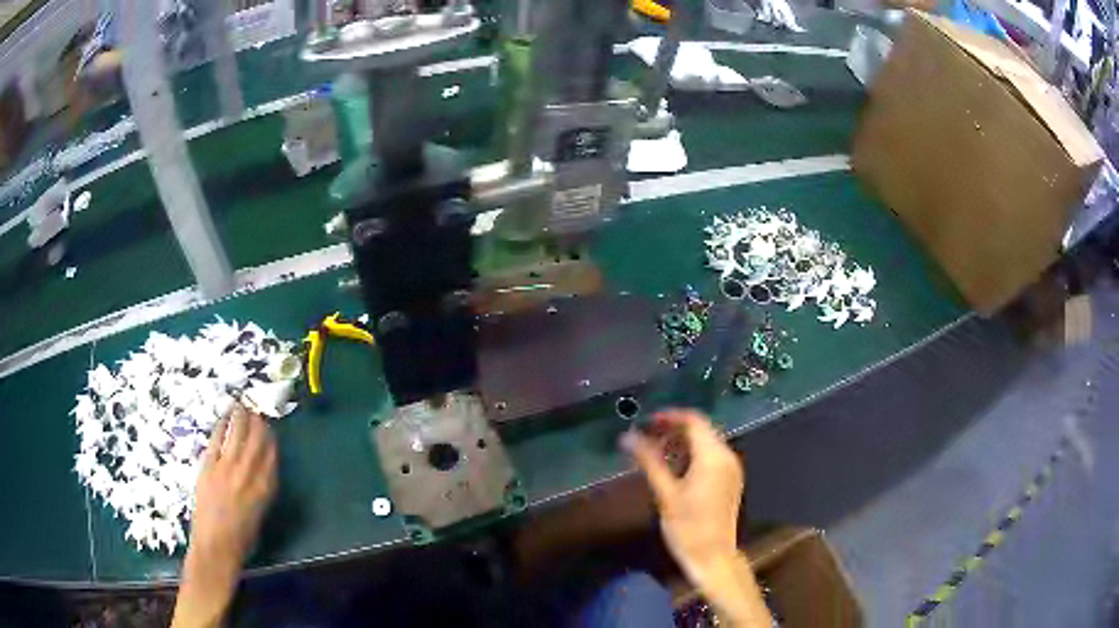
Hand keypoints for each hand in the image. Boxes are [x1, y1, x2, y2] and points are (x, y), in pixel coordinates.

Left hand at [191, 404, 277, 562]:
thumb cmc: (241, 539)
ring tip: (241, 405)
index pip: (271, 458)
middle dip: (257, 424)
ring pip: (237, 436)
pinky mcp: (209, 467)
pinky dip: (222, 426)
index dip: (271, 441)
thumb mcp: (259, 516)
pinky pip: (217, 441)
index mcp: (264, 490)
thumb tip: (260, 472)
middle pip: (255, 443)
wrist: (215, 546)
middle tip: (256, 411)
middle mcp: (248, 475)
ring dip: (241, 418)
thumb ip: (261, 491)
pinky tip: (224, 417)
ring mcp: (227, 469)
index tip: (270, 429)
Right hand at [621, 409, 744, 581]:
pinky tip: (673, 466)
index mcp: (714, 456)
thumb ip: (648, 461)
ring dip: (682, 441)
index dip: (670, 416)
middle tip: (646, 436)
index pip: (694, 420)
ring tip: (654, 451)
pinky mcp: (729, 480)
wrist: (712, 556)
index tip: (646, 421)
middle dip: (673, 429)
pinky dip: (692, 454)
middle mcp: (727, 456)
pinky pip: (711, 456)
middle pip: (701, 429)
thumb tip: (627, 437)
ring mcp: (731, 469)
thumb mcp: (665, 494)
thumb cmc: (688, 527)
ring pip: (706, 442)